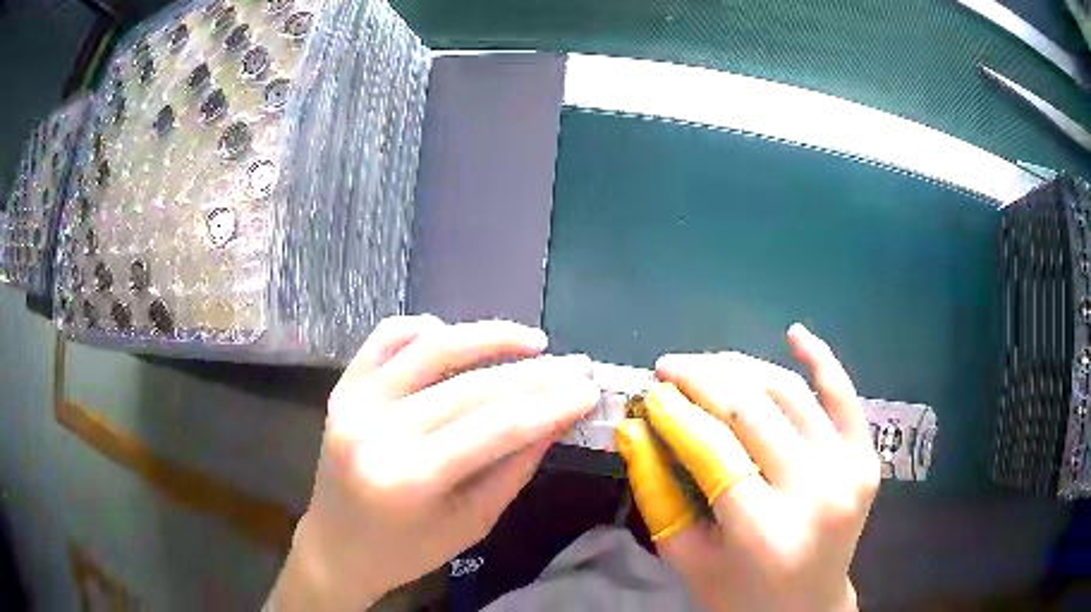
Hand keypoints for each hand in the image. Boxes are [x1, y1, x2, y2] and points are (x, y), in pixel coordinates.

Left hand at [269, 316, 598, 610]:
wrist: (337, 546)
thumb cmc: (407, 550)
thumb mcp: (472, 521)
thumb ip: (515, 466)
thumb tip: (558, 416)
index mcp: (409, 479)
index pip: (495, 428)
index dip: (550, 405)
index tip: (589, 390)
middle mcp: (375, 431)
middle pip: (469, 387)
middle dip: (534, 374)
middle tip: (575, 366)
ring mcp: (353, 402)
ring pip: (429, 348)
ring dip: (487, 337)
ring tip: (532, 341)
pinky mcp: (343, 387)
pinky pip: (385, 338)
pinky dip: (425, 328)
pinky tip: (457, 337)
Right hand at [616, 324, 878, 611]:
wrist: (807, 606)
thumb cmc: (739, 592)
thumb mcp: (686, 556)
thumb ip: (655, 493)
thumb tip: (633, 428)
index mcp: (762, 529)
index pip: (711, 447)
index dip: (674, 410)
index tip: (650, 391)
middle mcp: (812, 491)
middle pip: (751, 409)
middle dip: (700, 378)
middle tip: (669, 367)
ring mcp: (847, 469)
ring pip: (790, 393)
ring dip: (743, 367)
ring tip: (707, 364)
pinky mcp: (866, 458)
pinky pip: (845, 396)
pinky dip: (821, 359)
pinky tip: (794, 333)